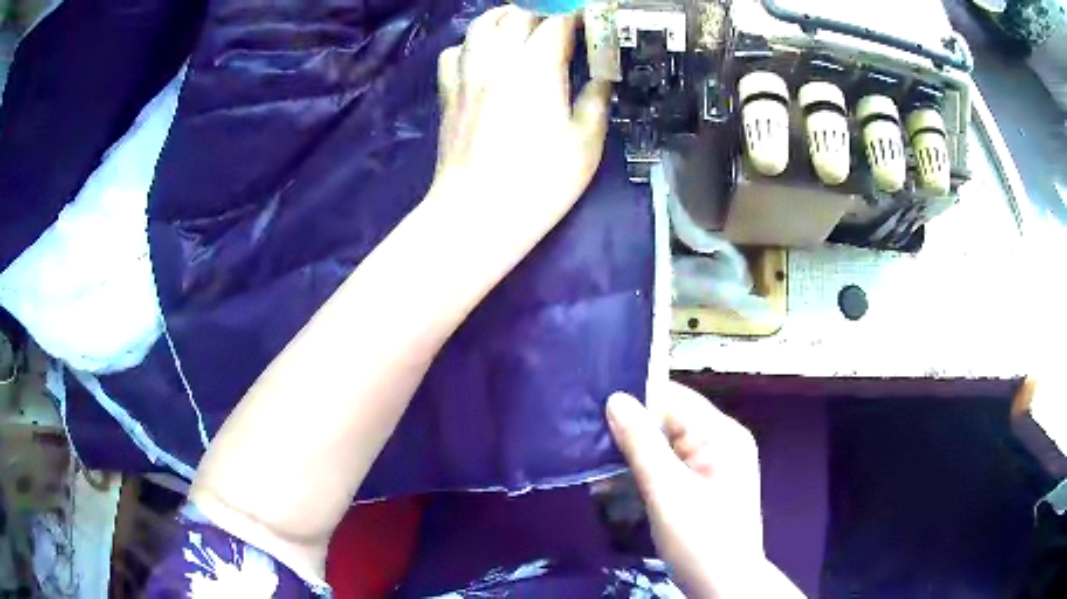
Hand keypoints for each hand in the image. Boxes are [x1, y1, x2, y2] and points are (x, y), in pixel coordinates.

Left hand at [434, 6, 610, 245]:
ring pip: (480, 25)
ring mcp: (467, 75)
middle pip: (517, 15)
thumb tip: (602, 79)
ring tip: (521, 26)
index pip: (557, 22)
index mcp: (536, 68)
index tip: (591, 20)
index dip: (577, 16)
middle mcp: (497, 60)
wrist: (477, 213)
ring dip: (504, 18)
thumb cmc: (539, 183)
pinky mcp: (447, 93)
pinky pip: (454, 51)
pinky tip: (483, 57)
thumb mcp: (585, 144)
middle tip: (560, 25)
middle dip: (543, 13)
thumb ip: (596, 102)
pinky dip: (471, 44)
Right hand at [607, 382, 803, 598]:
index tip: (593, 415)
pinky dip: (644, 474)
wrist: (723, 587)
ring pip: (665, 445)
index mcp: (722, 434)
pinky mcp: (703, 485)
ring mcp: (713, 464)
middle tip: (587, 445)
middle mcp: (721, 441)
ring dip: (633, 457)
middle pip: (670, 421)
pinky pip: (669, 466)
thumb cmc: (700, 539)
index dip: (636, 404)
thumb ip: (642, 444)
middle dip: (631, 434)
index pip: (674, 399)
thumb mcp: (667, 491)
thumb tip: (615, 399)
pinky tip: (617, 486)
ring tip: (597, 470)